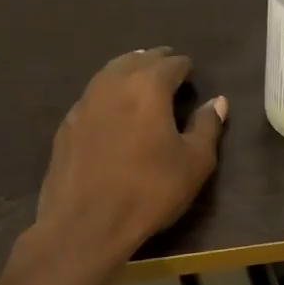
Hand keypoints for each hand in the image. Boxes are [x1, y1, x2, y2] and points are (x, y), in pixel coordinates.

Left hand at [33, 47, 227, 266]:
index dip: (185, 67)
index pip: (171, 64)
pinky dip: (108, 92)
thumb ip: (207, 127)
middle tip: (169, 67)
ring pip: (110, 72)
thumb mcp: (194, 163)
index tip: (192, 73)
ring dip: (128, 70)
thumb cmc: (149, 192)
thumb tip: (217, 102)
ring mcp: (84, 102)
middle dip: (156, 61)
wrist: (84, 224)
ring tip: (140, 78)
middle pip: (137, 60)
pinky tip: (112, 107)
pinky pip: (92, 95)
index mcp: (148, 87)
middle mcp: (113, 84)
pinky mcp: (66, 125)